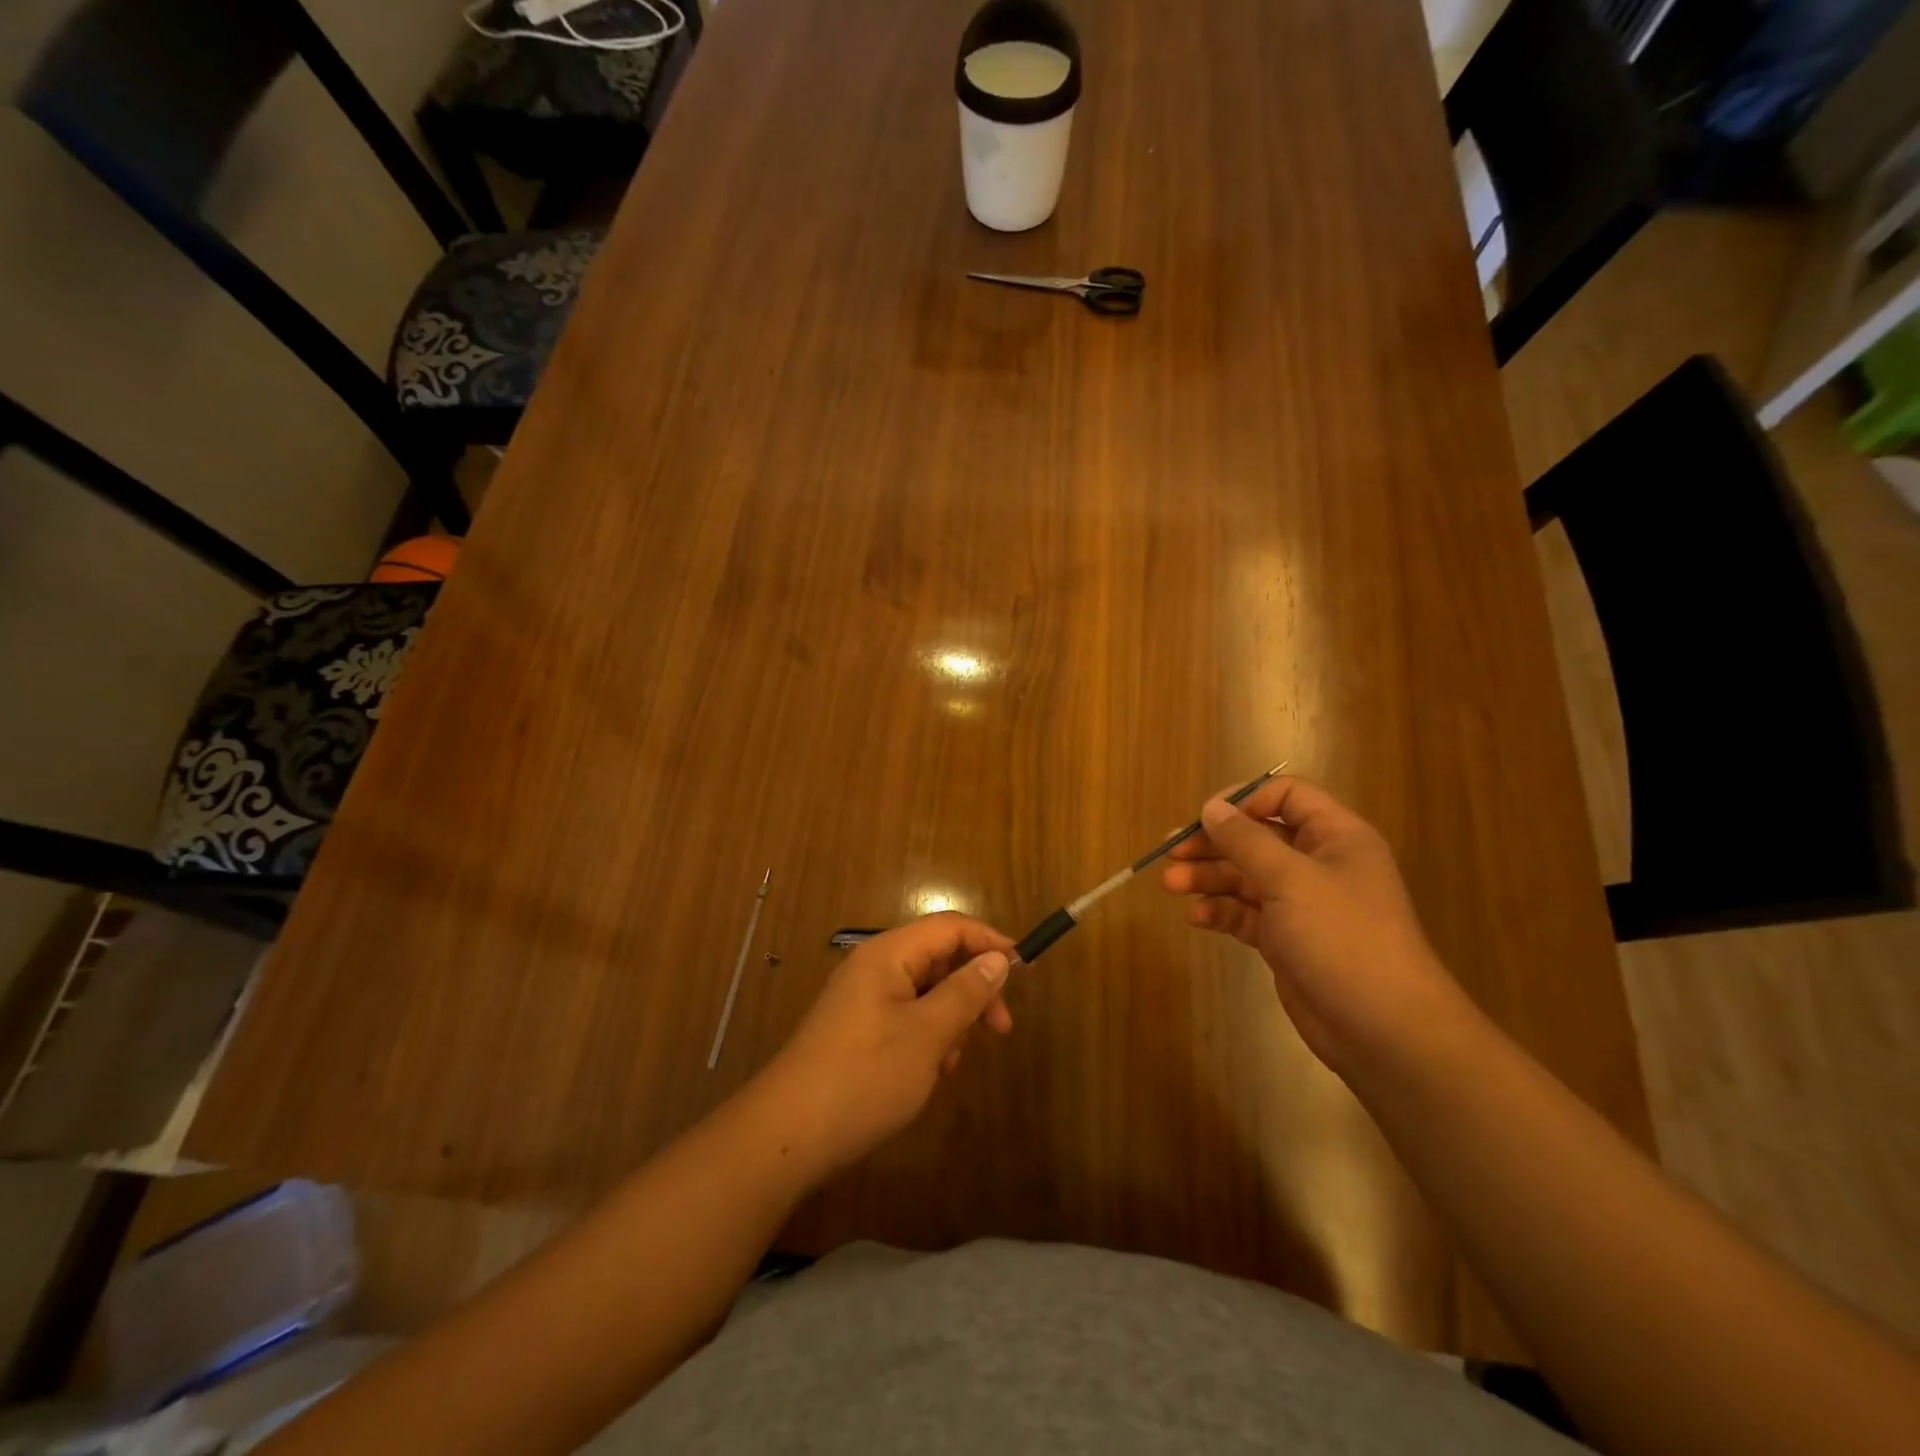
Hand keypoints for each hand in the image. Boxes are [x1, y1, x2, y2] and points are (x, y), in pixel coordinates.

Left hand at [757, 913, 1014, 1177]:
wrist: (787, 1135)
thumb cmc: (864, 1077)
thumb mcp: (927, 1034)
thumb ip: (966, 992)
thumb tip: (998, 959)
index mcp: (888, 955)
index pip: (949, 927)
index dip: (989, 942)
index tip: (1023, 972)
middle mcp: (873, 967)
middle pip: (938, 958)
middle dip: (973, 989)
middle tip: (999, 1030)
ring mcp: (861, 1000)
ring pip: (924, 992)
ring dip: (950, 1019)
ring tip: (952, 1062)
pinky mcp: (855, 1030)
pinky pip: (905, 1017)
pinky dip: (927, 1036)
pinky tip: (930, 1072)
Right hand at [1161, 776, 1470, 1077]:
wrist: (1383, 1029)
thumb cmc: (1342, 937)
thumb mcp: (1290, 879)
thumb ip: (1246, 840)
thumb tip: (1212, 807)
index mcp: (1335, 837)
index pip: (1287, 796)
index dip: (1245, 800)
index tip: (1205, 816)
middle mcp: (1319, 864)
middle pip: (1257, 838)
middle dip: (1213, 844)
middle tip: (1170, 852)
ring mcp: (1303, 904)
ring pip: (1246, 877)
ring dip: (1208, 878)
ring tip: (1170, 884)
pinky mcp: (1287, 940)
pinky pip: (1247, 914)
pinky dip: (1221, 911)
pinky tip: (1196, 917)